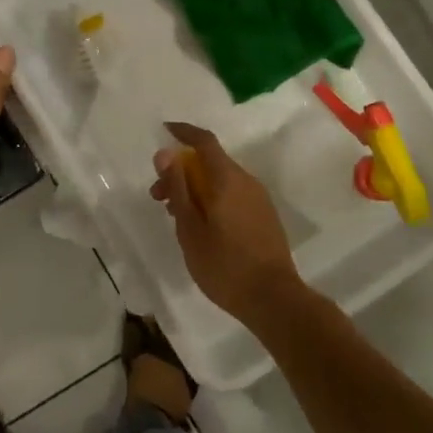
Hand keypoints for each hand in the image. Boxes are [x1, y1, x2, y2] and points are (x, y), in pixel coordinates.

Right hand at [150, 122, 304, 328]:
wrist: (275, 300)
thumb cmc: (225, 265)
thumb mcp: (190, 228)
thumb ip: (178, 187)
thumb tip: (166, 153)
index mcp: (227, 179)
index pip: (204, 141)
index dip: (183, 132)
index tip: (163, 131)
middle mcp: (246, 181)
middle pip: (210, 162)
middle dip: (181, 170)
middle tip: (158, 196)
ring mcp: (259, 199)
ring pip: (221, 180)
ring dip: (195, 187)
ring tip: (176, 215)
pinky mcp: (264, 217)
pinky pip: (233, 195)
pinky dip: (212, 198)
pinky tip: (201, 225)